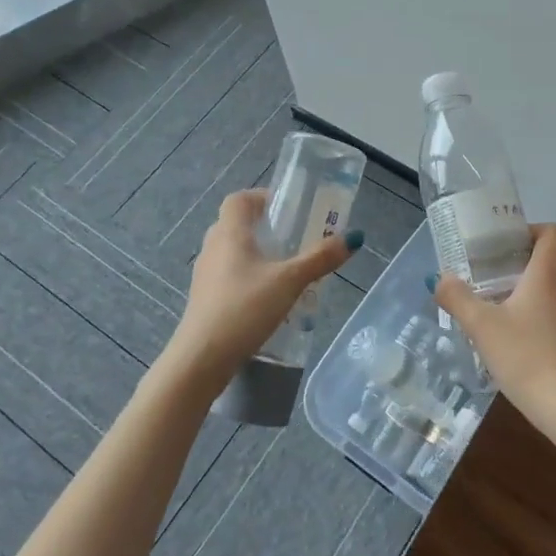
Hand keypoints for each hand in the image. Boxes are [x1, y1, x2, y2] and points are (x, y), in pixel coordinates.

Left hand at [160, 189, 361, 392]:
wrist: (202, 359)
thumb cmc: (244, 308)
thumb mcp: (290, 281)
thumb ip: (320, 258)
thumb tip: (354, 237)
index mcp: (230, 233)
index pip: (239, 199)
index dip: (262, 197)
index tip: (288, 209)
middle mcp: (213, 248)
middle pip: (237, 224)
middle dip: (265, 228)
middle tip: (294, 239)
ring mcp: (205, 275)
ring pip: (233, 252)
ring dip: (257, 254)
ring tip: (286, 270)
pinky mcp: (205, 299)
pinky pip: (229, 276)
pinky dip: (248, 278)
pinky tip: (269, 299)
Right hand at [431, 223, 555, 443]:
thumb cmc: (526, 359)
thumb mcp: (481, 328)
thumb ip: (458, 299)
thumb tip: (440, 278)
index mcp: (547, 277)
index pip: (554, 232)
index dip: (534, 230)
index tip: (510, 247)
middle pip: (554, 266)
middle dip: (527, 272)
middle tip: (498, 289)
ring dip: (541, 303)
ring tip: (513, 326)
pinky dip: (555, 332)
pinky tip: (535, 357)